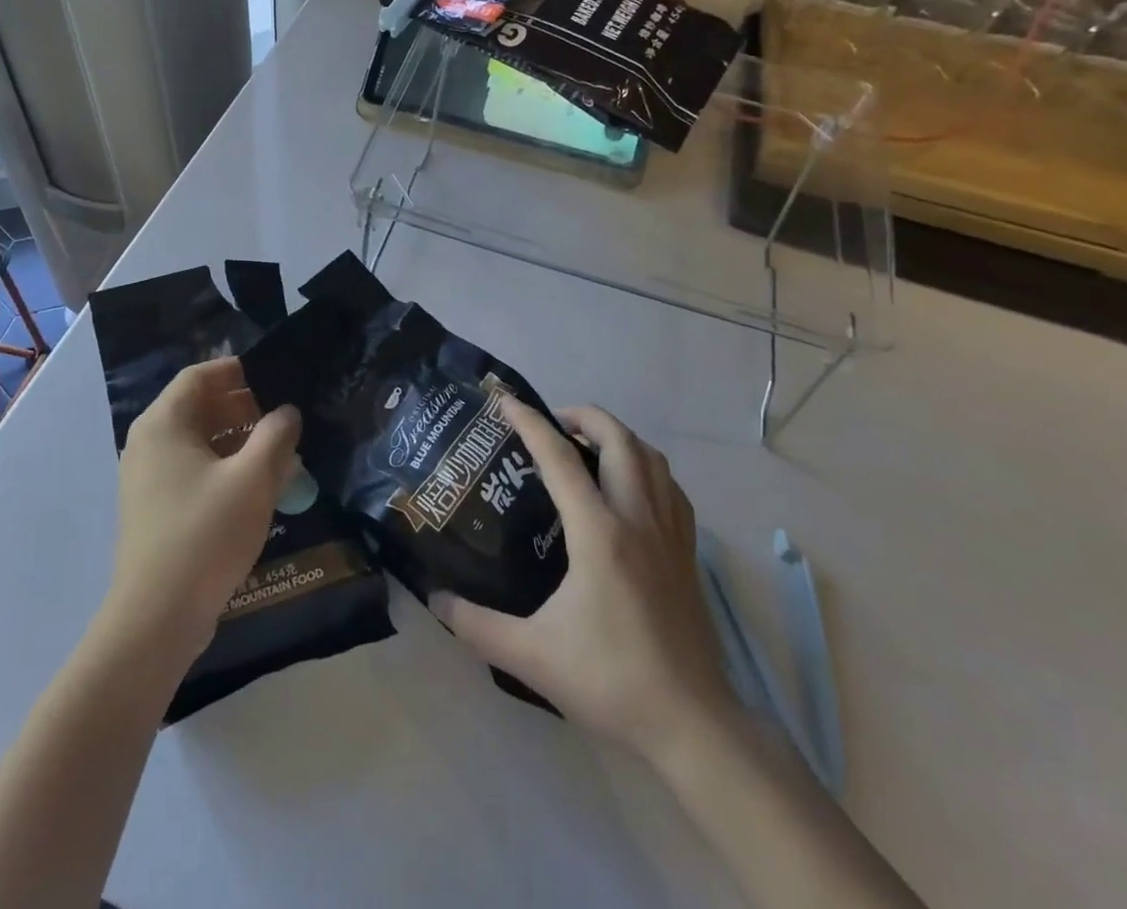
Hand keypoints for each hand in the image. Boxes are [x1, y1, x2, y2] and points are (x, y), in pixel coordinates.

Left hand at [103, 357, 300, 662]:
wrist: (156, 618)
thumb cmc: (205, 535)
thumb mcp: (252, 479)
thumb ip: (276, 436)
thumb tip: (287, 412)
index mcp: (164, 423)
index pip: (200, 375)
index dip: (237, 371)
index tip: (274, 375)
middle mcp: (149, 443)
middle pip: (198, 407)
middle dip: (243, 407)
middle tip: (284, 416)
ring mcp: (148, 478)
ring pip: (198, 441)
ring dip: (237, 439)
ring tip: (278, 450)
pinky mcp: (155, 508)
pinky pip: (192, 469)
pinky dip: (223, 466)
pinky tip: (256, 485)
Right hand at [430, 399, 730, 751]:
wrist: (693, 725)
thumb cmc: (611, 681)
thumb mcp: (532, 656)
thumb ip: (476, 625)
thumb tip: (433, 598)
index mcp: (599, 532)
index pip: (559, 457)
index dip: (529, 422)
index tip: (505, 400)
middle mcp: (637, 518)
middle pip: (618, 439)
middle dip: (583, 415)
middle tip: (551, 423)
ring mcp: (670, 534)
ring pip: (651, 457)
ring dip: (618, 437)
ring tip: (588, 446)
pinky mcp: (689, 554)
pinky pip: (671, 488)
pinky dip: (647, 468)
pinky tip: (630, 488)